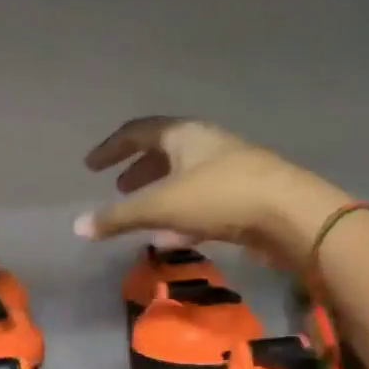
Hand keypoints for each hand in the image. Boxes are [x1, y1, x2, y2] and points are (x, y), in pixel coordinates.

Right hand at [75, 117, 353, 268]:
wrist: (290, 214)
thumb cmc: (220, 197)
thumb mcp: (161, 206)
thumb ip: (119, 217)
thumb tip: (78, 226)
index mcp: (184, 134)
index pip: (138, 132)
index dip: (111, 149)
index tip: (90, 166)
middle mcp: (207, 144)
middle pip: (164, 152)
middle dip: (138, 171)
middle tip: (119, 189)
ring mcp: (229, 169)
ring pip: (184, 178)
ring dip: (160, 195)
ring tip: (142, 215)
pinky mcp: (245, 196)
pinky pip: (203, 200)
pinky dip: (182, 214)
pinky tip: (174, 236)